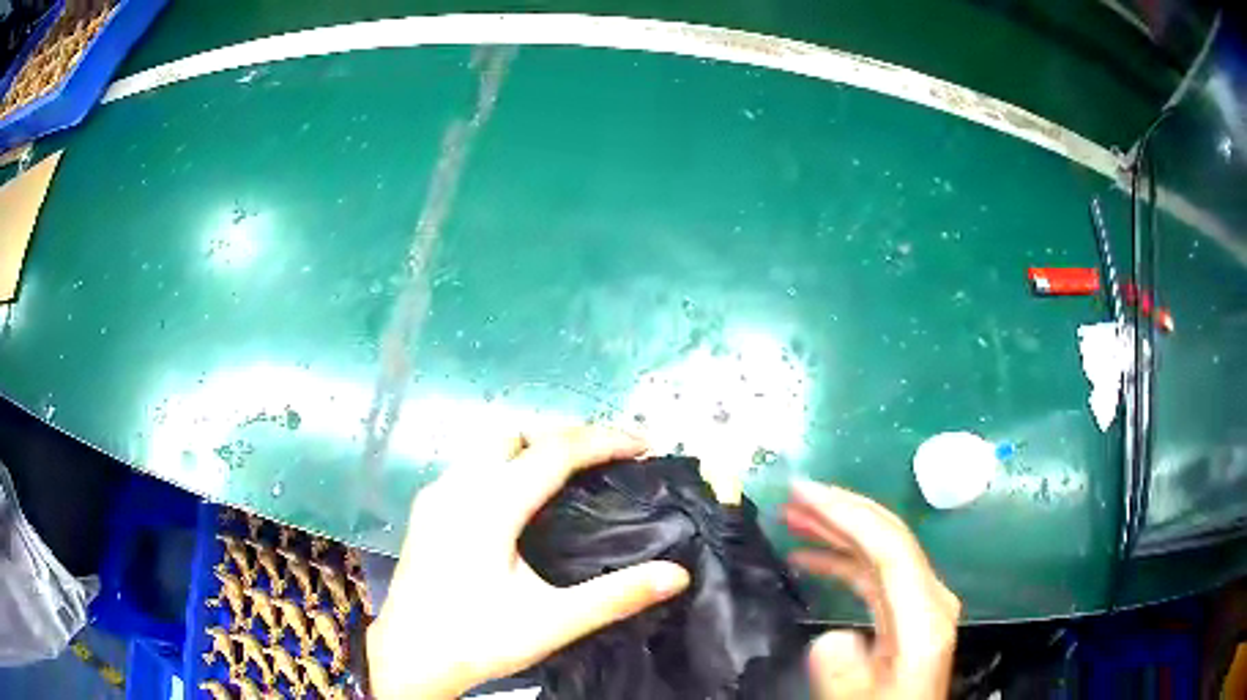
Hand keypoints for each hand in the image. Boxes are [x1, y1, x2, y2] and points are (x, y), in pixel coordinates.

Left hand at [366, 426, 690, 698]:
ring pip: (488, 445)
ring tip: (570, 476)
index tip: (644, 445)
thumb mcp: (552, 622)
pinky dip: (506, 464)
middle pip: (517, 433)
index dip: (604, 440)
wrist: (409, 657)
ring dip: (533, 447)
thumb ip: (616, 596)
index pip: (555, 452)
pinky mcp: (427, 510)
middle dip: (565, 435)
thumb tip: (676, 574)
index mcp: (489, 506)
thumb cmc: (477, 639)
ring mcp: (436, 495)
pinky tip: (519, 501)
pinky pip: (472, 466)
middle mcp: (458, 487)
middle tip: (606, 461)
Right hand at [783, 479, 959, 699]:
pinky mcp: (904, 612)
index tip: (803, 493)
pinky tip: (809, 557)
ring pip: (877, 551)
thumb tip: (830, 638)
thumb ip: (845, 672)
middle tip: (793, 494)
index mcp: (923, 616)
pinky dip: (840, 559)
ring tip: (793, 517)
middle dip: (840, 510)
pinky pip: (872, 573)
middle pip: (887, 537)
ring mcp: (917, 602)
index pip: (889, 547)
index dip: (847, 513)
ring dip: (836, 530)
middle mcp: (927, 597)